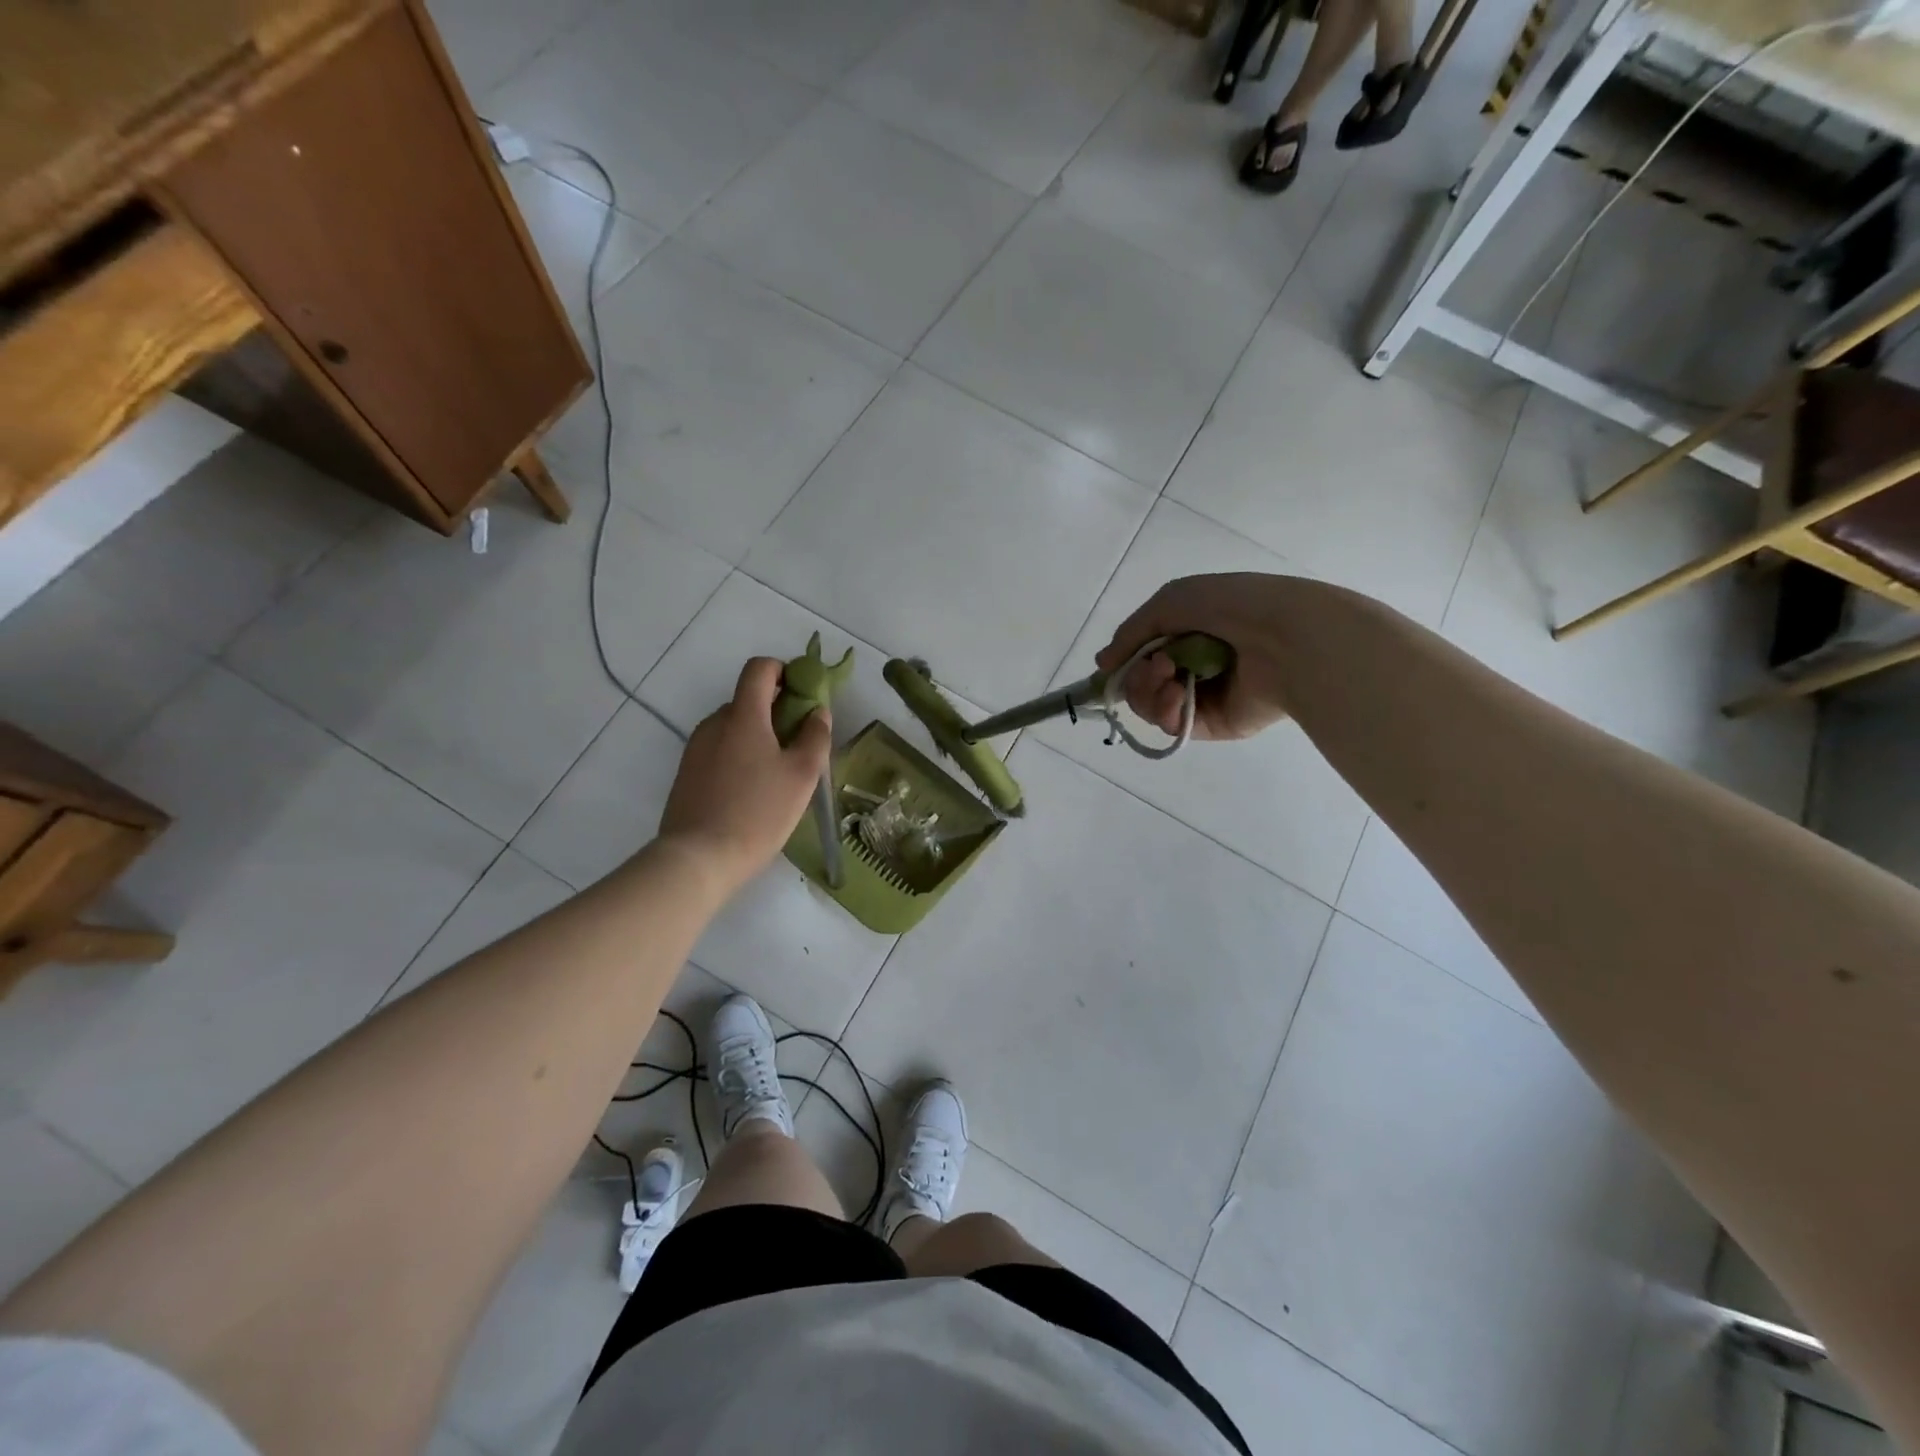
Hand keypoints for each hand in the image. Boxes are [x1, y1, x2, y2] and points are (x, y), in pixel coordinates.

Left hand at [659, 657, 831, 894]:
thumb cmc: (757, 812)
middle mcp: (715, 723)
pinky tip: (752, 793)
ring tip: (777, 776)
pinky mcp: (687, 774)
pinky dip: (739, 758)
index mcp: (743, 716)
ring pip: (734, 729)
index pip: (759, 669)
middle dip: (776, 712)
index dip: (783, 671)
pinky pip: (719, 751)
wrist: (697, 858)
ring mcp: (696, 749)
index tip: (802, 696)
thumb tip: (817, 712)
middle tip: (799, 746)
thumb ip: (815, 736)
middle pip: (748, 700)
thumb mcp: (801, 775)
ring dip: (758, 738)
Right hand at [1096, 573, 1293, 740]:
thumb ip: (1131, 633)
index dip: (1126, 662)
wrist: (1284, 635)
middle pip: (1142, 685)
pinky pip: (1174, 726)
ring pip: (1152, 707)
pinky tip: (1178, 694)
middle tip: (1154, 668)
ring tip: (1168, 677)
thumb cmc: (1230, 606)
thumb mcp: (1169, 602)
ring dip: (1148, 692)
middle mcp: (1194, 667)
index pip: (1143, 657)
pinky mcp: (1215, 725)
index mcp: (1188, 635)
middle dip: (1137, 677)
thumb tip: (1103, 664)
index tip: (1115, 664)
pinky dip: (1167, 710)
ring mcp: (1204, 698)